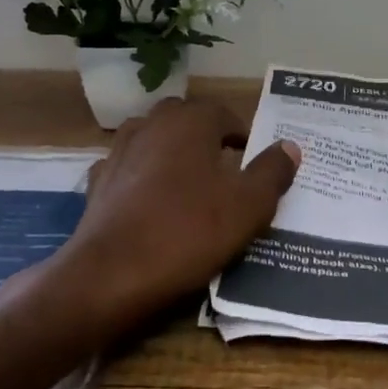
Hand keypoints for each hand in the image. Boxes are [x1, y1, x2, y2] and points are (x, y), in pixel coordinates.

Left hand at [58, 97, 299, 326]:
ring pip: (153, 140)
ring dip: (172, 154)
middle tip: (225, 171)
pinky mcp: (98, 183)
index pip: (224, 114)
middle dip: (206, 139)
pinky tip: (151, 203)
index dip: (243, 136)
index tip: (253, 163)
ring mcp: (118, 152)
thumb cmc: (189, 233)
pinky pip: (128, 170)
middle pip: (185, 120)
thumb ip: (272, 172)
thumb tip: (289, 146)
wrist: (111, 274)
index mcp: (190, 122)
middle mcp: (151, 125)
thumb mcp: (248, 206)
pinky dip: (142, 178)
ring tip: (189, 185)